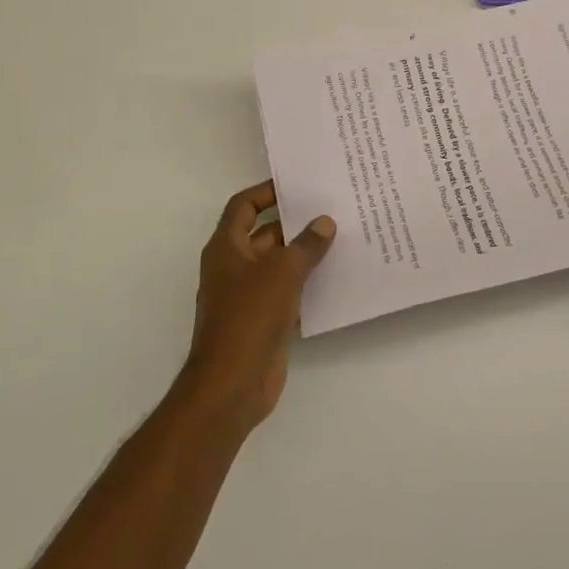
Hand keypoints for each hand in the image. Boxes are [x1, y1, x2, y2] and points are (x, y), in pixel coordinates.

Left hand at [181, 180, 335, 432]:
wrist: (233, 383)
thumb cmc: (249, 316)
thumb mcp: (282, 272)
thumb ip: (306, 245)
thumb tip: (324, 223)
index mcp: (226, 248)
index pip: (244, 206)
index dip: (266, 191)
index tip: (297, 184)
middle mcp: (234, 267)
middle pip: (265, 233)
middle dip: (295, 222)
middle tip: (332, 208)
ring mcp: (248, 295)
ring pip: (279, 264)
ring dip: (305, 253)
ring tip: (342, 237)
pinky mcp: (264, 320)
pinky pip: (288, 291)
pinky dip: (307, 282)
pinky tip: (337, 276)